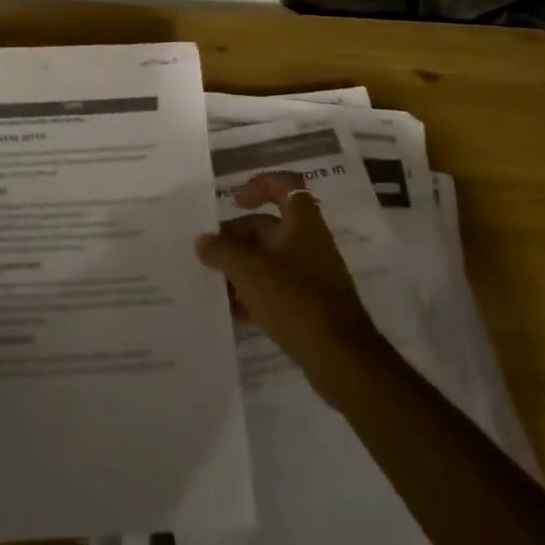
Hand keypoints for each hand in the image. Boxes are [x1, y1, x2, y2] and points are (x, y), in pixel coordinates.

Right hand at [195, 171, 387, 401]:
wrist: (341, 359)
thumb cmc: (294, 299)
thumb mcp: (249, 270)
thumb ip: (221, 251)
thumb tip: (203, 241)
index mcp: (302, 222)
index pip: (284, 185)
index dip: (258, 186)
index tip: (233, 203)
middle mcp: (310, 242)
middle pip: (269, 227)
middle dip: (237, 237)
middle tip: (209, 254)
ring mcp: (312, 276)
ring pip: (270, 261)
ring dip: (242, 268)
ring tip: (214, 283)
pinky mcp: (311, 307)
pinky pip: (277, 290)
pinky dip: (255, 294)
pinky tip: (232, 311)